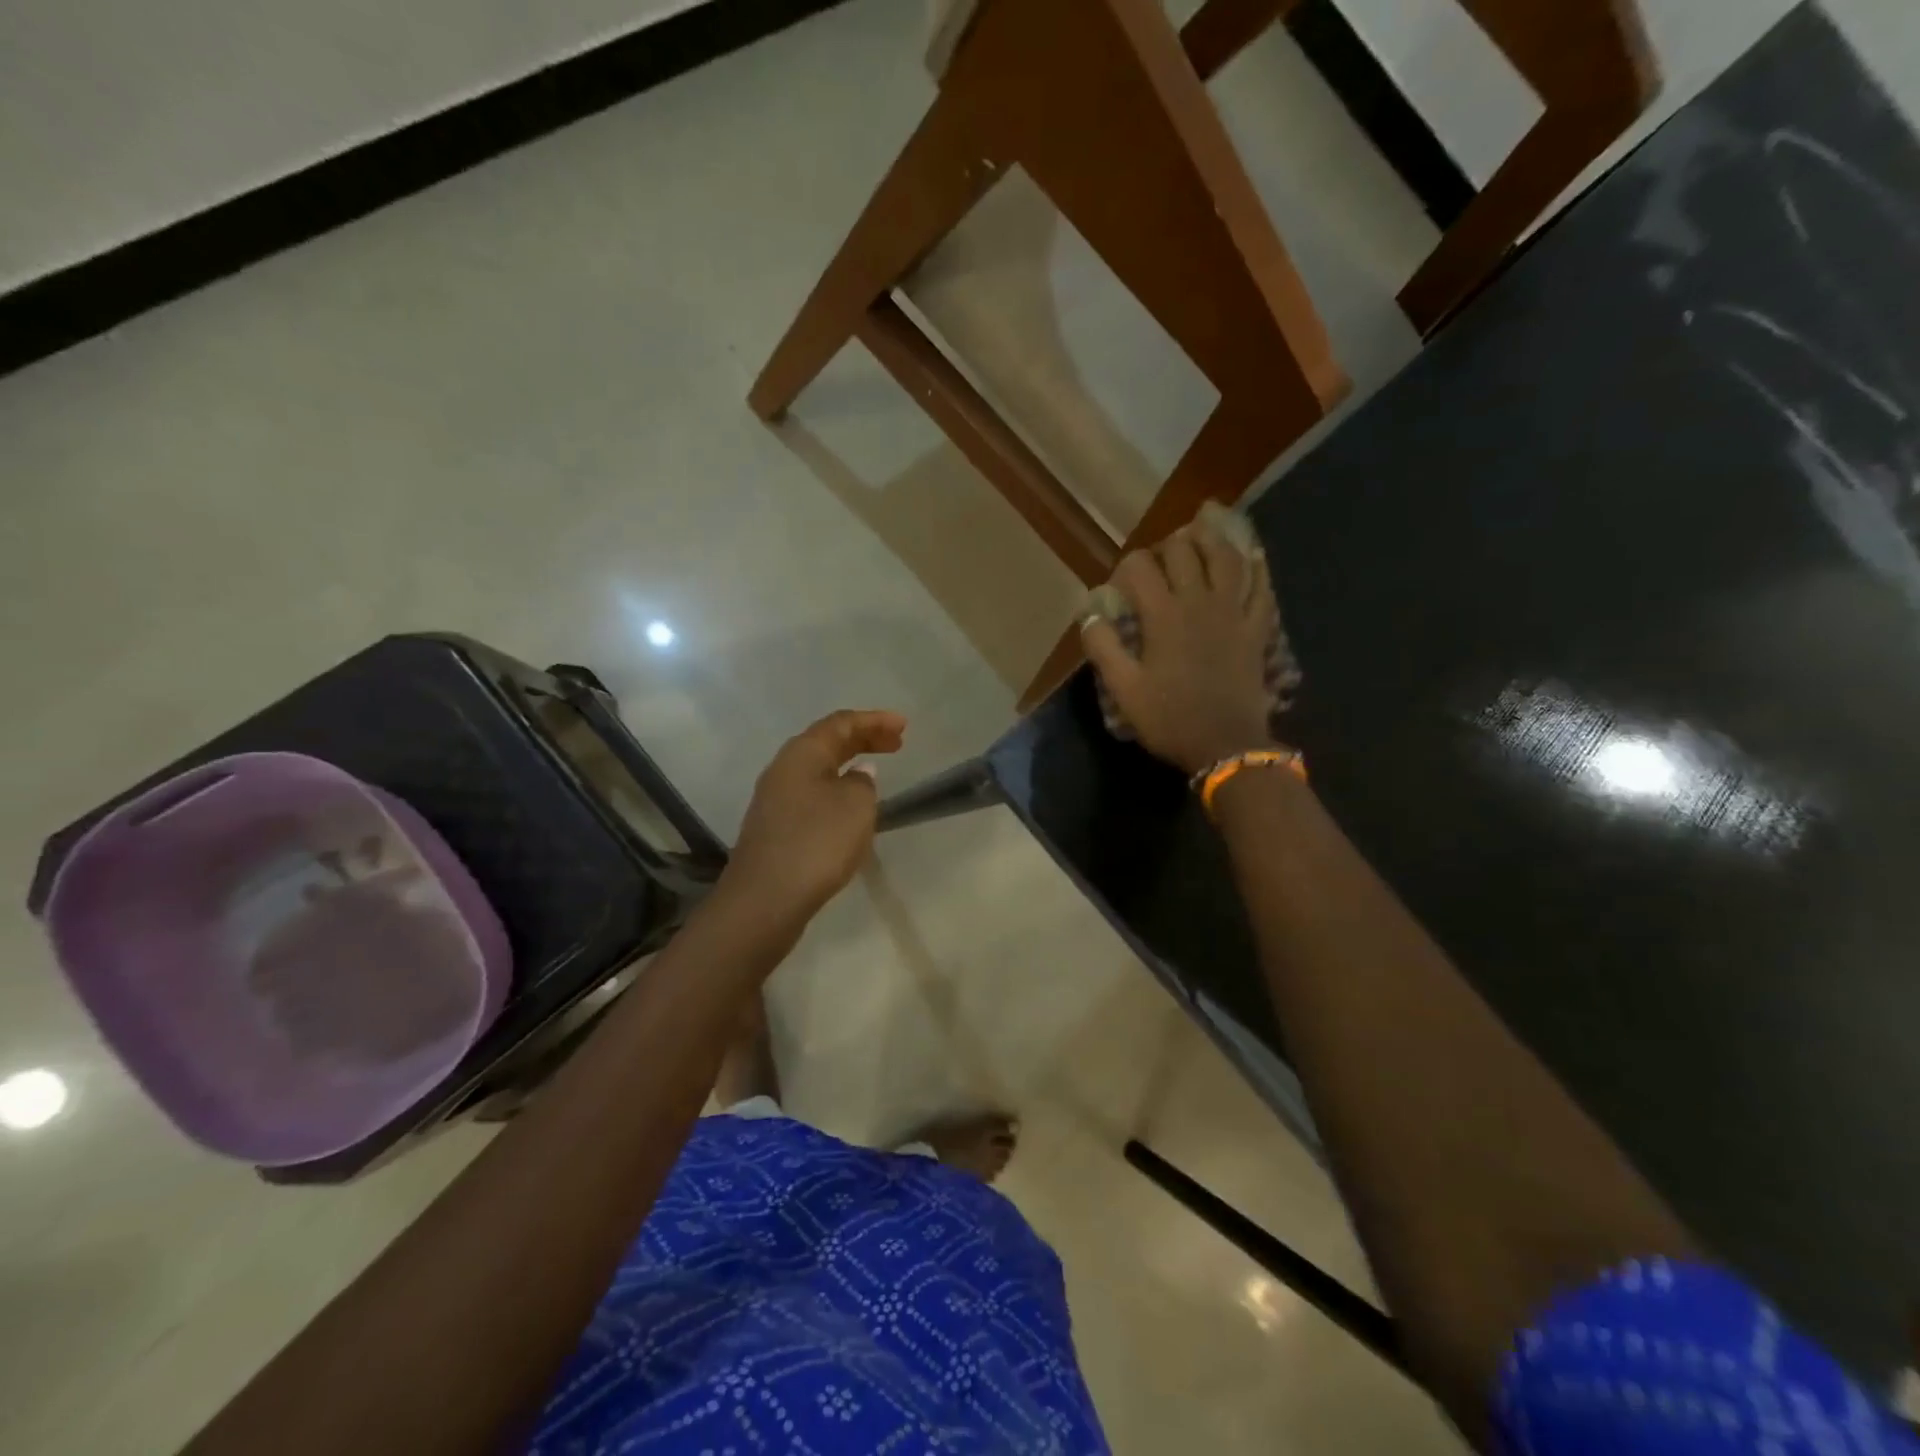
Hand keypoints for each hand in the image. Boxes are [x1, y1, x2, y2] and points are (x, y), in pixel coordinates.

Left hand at [724, 709, 906, 923]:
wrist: (765, 899)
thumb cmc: (816, 842)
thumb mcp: (855, 806)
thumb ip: (863, 782)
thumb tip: (857, 774)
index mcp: (802, 753)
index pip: (841, 723)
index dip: (874, 721)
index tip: (903, 726)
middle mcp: (784, 768)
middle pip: (827, 743)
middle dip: (863, 739)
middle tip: (897, 744)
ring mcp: (775, 799)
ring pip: (819, 770)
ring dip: (849, 765)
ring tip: (876, 771)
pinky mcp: (776, 827)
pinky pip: (812, 794)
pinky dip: (837, 790)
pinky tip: (850, 808)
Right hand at [1081, 524, 1276, 775]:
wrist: (1226, 745)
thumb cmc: (1170, 718)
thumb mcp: (1124, 690)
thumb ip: (1103, 647)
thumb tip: (1090, 614)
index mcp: (1163, 616)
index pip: (1140, 568)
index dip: (1126, 567)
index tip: (1120, 585)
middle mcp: (1199, 602)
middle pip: (1184, 553)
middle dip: (1166, 546)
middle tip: (1157, 559)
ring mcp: (1233, 613)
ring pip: (1226, 559)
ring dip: (1211, 539)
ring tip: (1201, 529)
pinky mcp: (1256, 628)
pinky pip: (1261, 588)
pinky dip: (1257, 567)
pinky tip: (1252, 555)